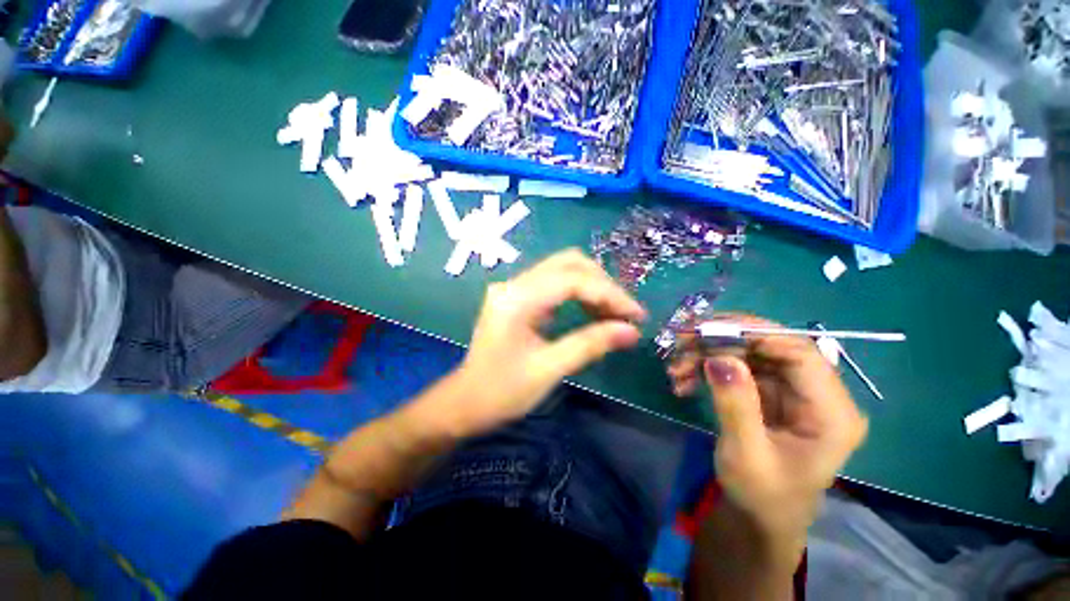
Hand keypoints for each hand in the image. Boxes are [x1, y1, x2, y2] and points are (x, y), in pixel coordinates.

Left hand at [447, 249, 645, 435]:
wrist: (464, 403)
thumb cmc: (501, 392)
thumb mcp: (548, 369)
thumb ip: (590, 345)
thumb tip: (631, 331)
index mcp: (517, 298)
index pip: (572, 280)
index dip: (609, 293)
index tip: (636, 315)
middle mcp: (514, 284)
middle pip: (568, 263)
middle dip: (602, 283)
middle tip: (625, 312)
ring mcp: (514, 289)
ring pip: (562, 270)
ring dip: (592, 286)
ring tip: (614, 314)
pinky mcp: (518, 298)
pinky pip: (554, 285)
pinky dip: (578, 294)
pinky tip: (593, 312)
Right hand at [668, 316, 866, 537]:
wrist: (759, 518)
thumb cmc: (762, 496)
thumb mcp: (746, 454)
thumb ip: (736, 404)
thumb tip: (718, 358)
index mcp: (832, 413)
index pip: (800, 353)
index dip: (755, 334)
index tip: (707, 329)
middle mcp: (817, 395)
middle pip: (771, 348)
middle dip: (721, 341)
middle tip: (681, 341)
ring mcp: (792, 392)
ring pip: (749, 354)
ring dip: (707, 355)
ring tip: (675, 369)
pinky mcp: (770, 393)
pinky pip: (737, 368)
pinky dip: (707, 369)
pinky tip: (683, 381)